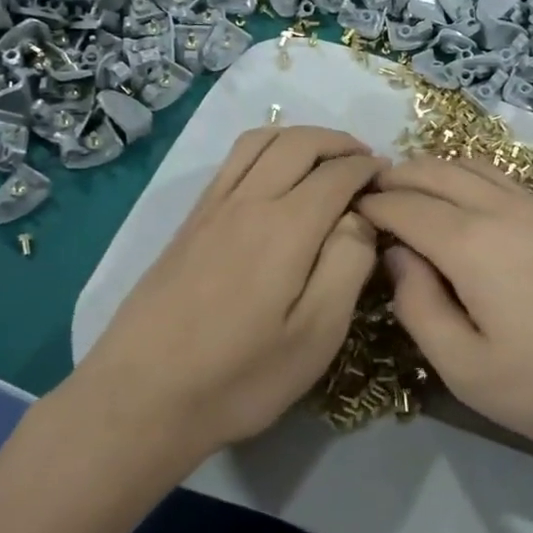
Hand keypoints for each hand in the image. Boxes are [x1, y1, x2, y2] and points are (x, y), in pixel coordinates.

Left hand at [83, 125, 383, 457]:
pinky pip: (233, 159)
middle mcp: (249, 200)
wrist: (142, 396)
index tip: (390, 177)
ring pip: (261, 141)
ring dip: (300, 136)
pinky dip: (265, 147)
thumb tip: (360, 216)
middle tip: (365, 160)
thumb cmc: (240, 376)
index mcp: (286, 226)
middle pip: (299, 143)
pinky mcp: (191, 220)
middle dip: (339, 142)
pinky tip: (273, 171)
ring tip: (323, 155)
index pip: (337, 174)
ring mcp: (213, 206)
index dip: (369, 169)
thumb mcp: (315, 335)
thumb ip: (347, 265)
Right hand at [358, 158, 532, 478]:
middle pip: (437, 171)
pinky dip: (472, 179)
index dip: (371, 205)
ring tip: (416, 193)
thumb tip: (400, 257)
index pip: (404, 206)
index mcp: (470, 242)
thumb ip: (419, 307)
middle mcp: (504, 208)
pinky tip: (472, 207)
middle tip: (372, 193)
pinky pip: (506, 181)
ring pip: (476, 166)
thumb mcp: (467, 369)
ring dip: (436, 170)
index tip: (348, 211)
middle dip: (398, 176)